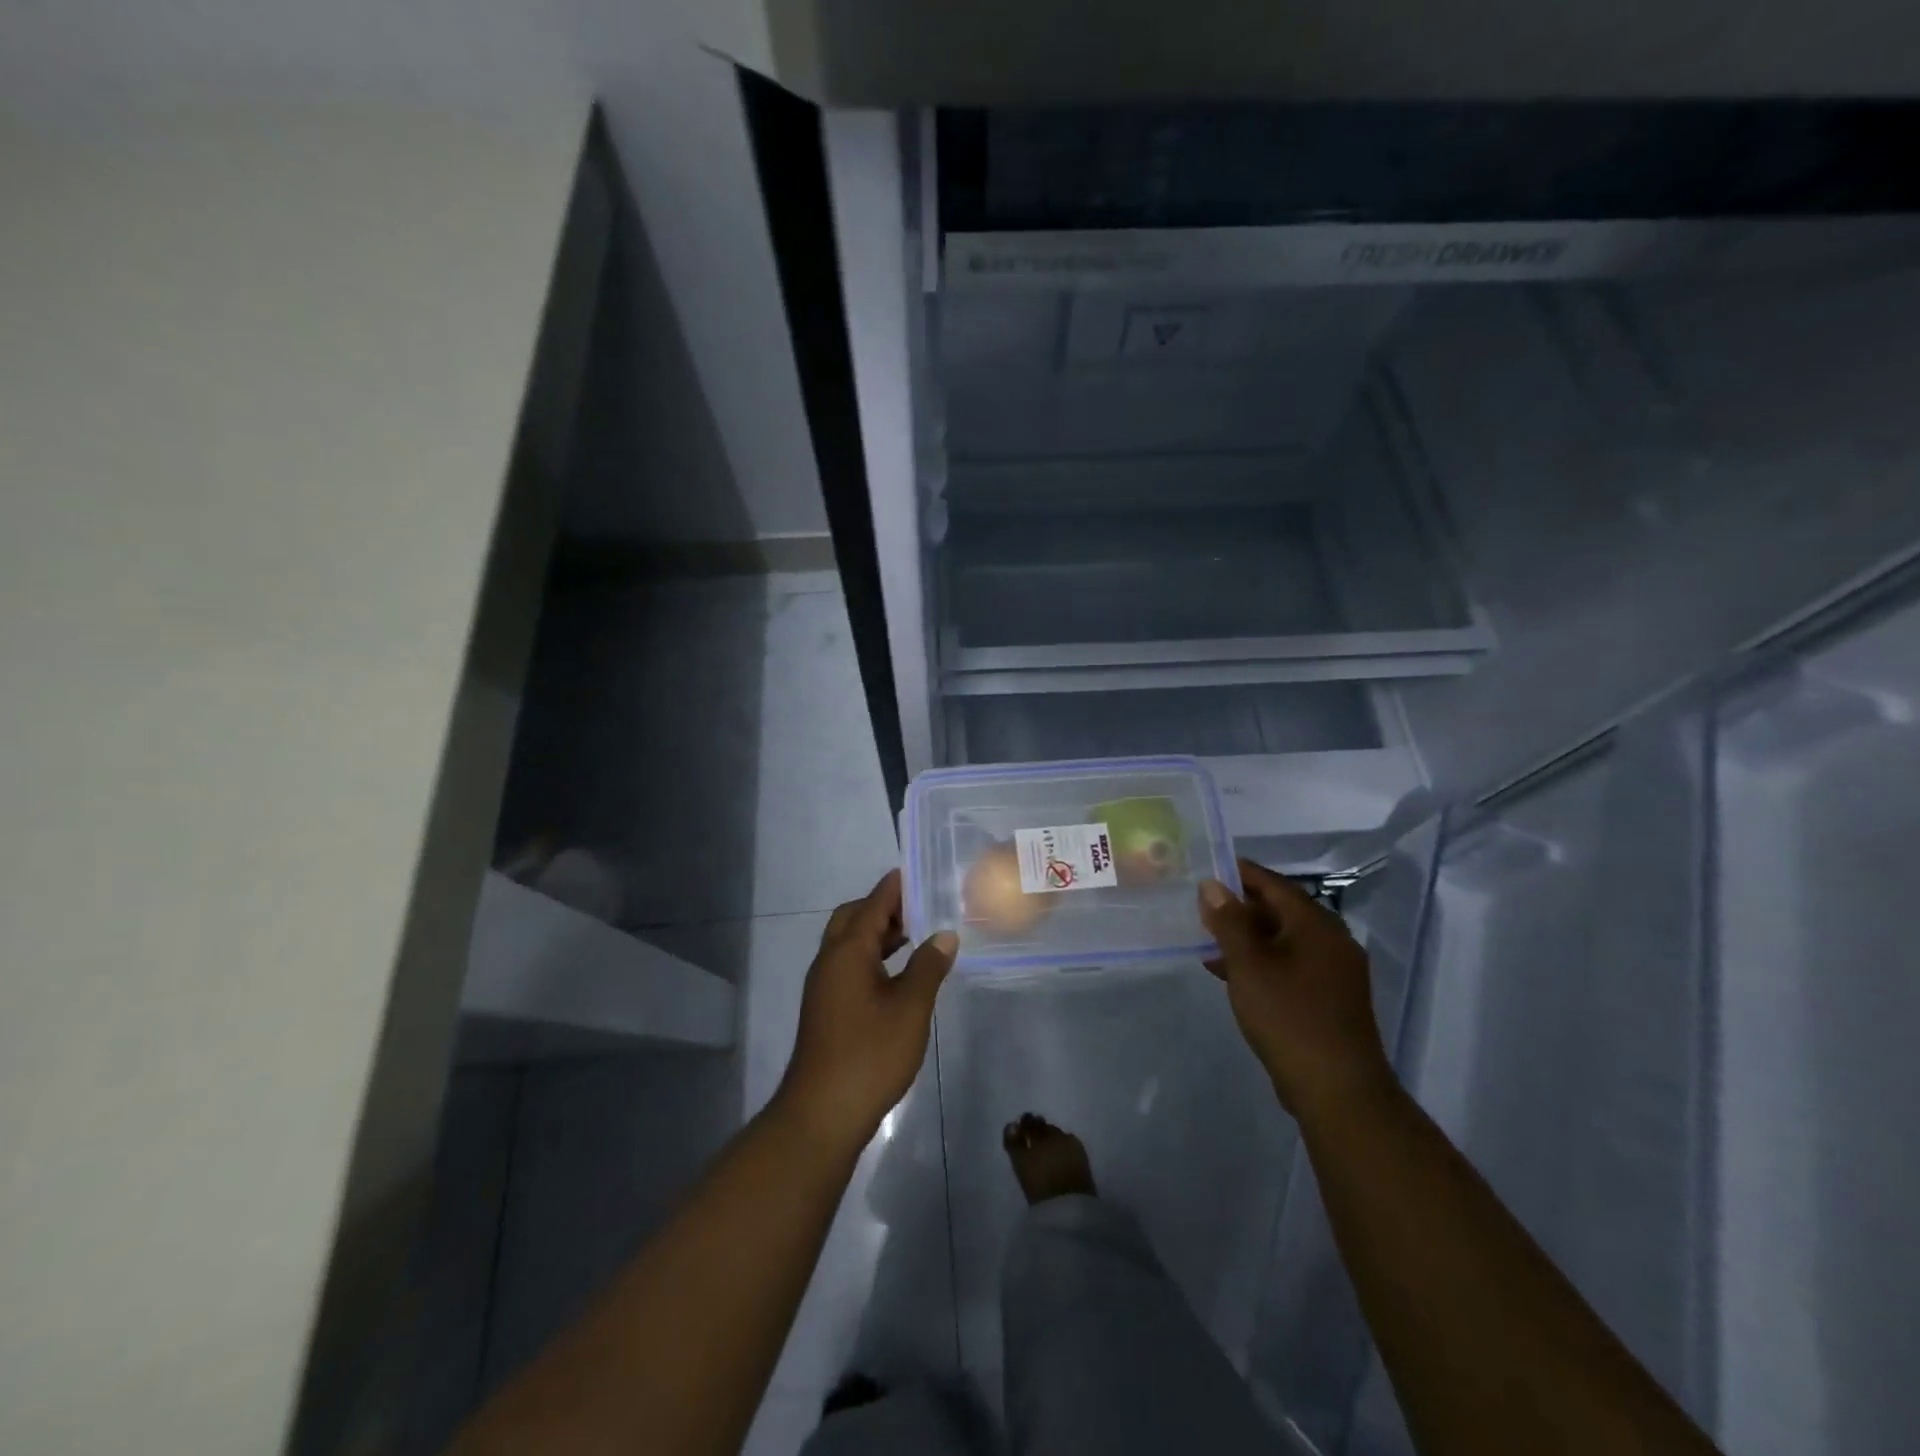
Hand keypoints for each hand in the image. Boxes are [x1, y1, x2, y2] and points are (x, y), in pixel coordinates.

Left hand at [775, 871, 956, 1150]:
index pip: (873, 904)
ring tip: (917, 934)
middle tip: (920, 906)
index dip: (895, 887)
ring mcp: (824, 986)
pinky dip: (873, 957)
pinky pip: (849, 965)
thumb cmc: (870, 1053)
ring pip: (850, 944)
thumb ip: (928, 966)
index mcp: (847, 951)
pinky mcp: (826, 1008)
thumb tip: (944, 935)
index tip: (917, 871)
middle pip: (854, 918)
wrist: (822, 1112)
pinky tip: (898, 973)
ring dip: (878, 933)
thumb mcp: (910, 1007)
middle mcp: (830, 960)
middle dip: (884, 907)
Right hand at [1198, 858, 1396, 1121]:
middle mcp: (1332, 940)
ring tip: (1209, 942)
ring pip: (1284, 940)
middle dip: (1241, 907)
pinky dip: (1262, 962)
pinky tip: (1233, 975)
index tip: (1209, 869)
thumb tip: (1212, 885)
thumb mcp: (1248, 964)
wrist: (1337, 1089)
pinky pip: (1291, 965)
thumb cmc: (1288, 1016)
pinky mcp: (1330, 999)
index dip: (1240, 874)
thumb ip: (1228, 921)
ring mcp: (1335, 972)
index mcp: (1316, 924)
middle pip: (1281, 910)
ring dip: (1248, 937)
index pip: (1274, 884)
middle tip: (1202, 908)